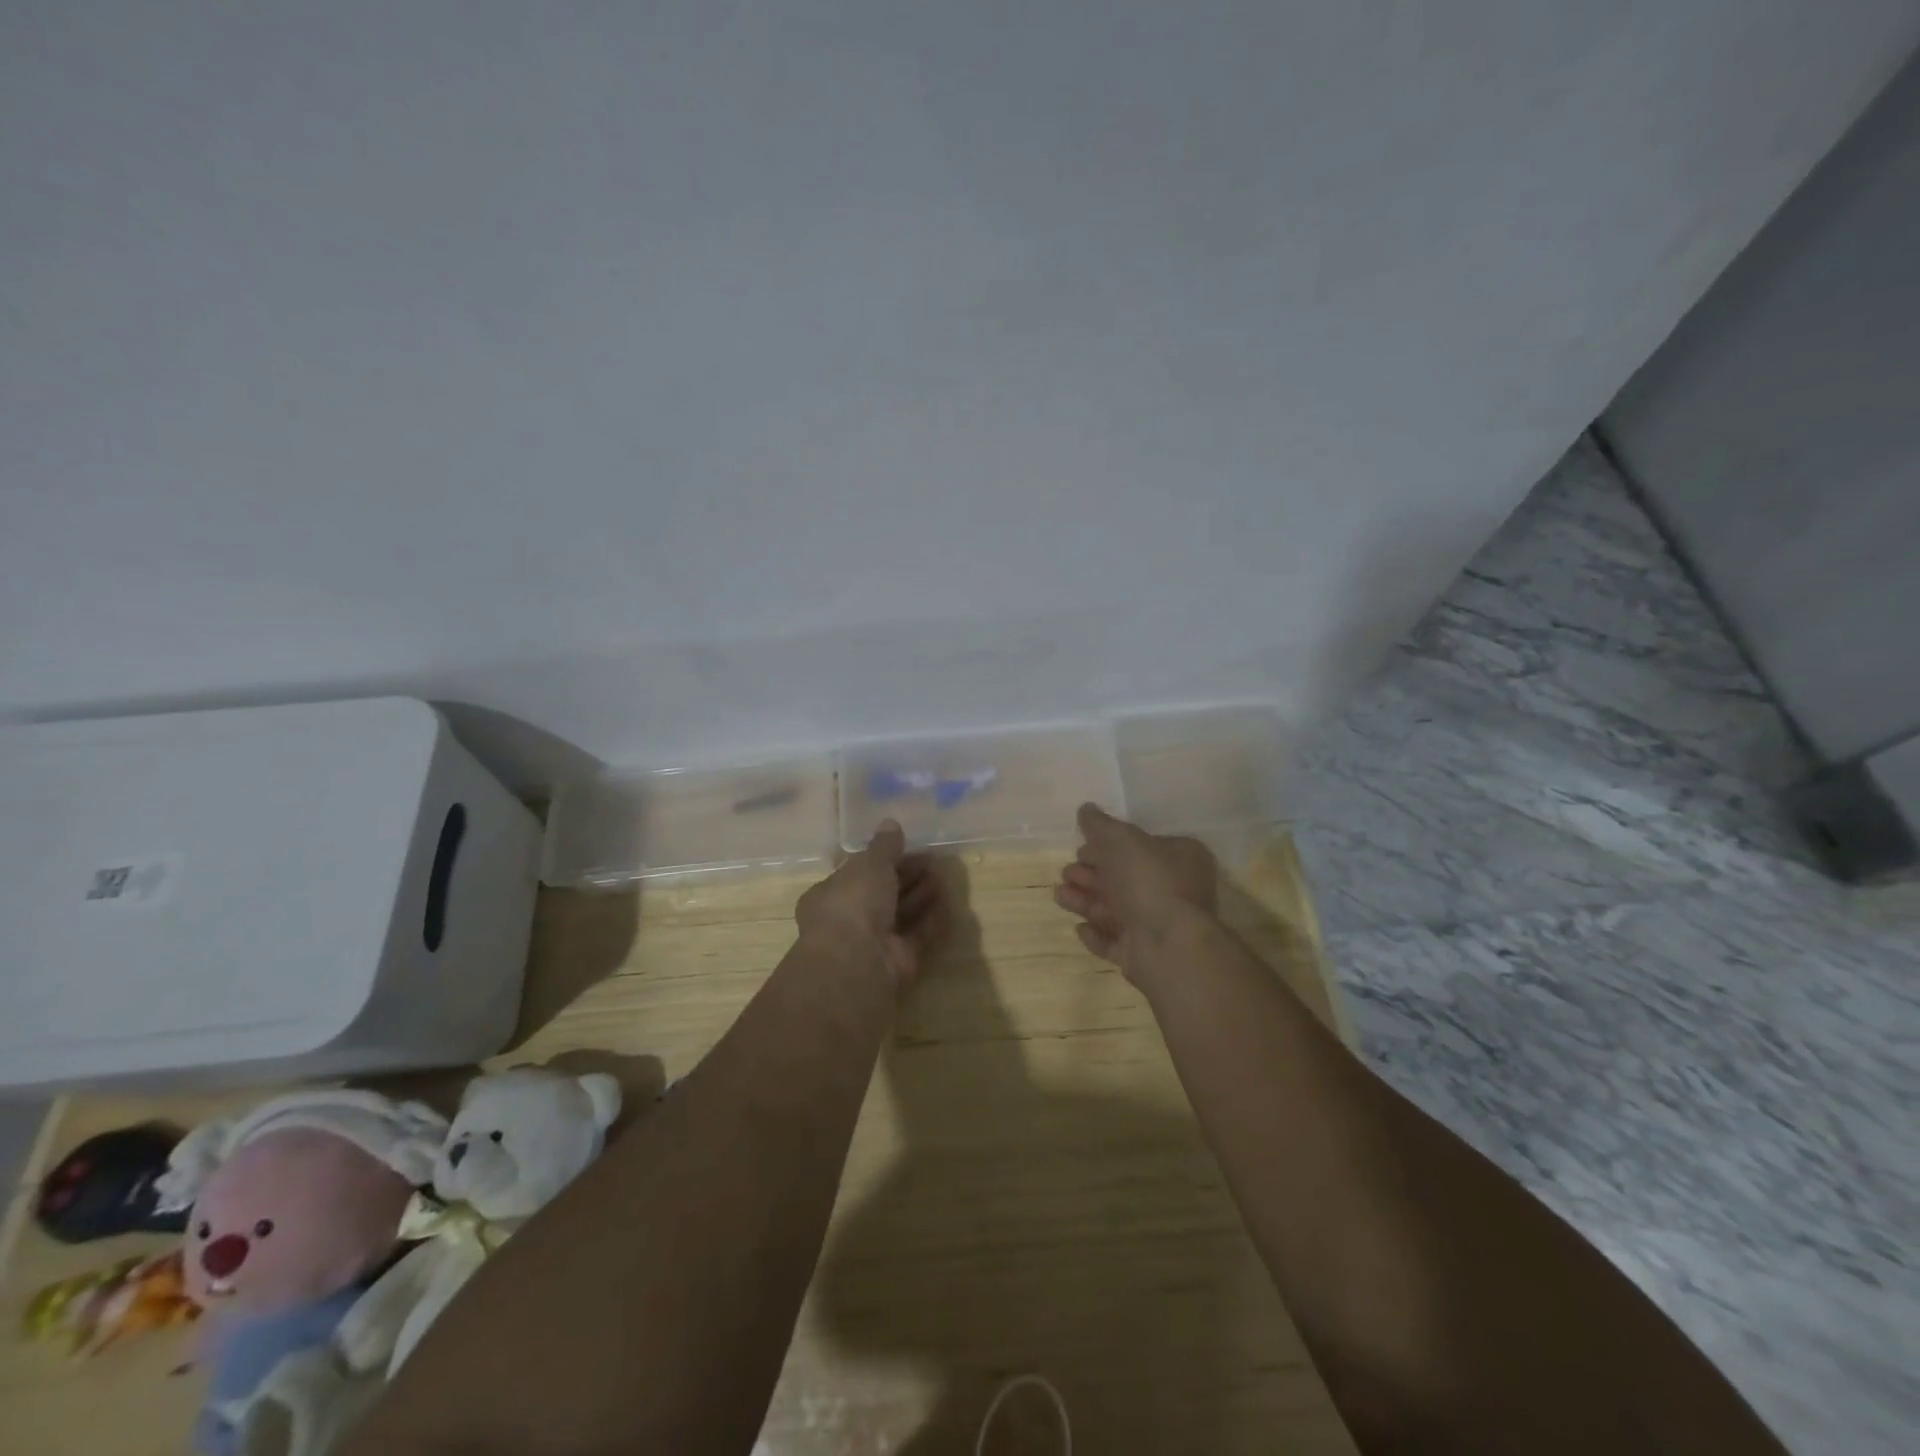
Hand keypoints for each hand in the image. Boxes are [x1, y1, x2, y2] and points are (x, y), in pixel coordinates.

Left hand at [796, 819, 944, 988]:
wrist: (857, 963)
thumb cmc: (853, 904)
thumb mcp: (869, 864)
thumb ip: (883, 845)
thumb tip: (890, 822)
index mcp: (830, 895)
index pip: (857, 873)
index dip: (882, 860)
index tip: (907, 846)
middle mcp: (849, 920)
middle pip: (882, 894)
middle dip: (906, 876)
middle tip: (932, 860)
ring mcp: (874, 944)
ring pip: (901, 915)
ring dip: (921, 896)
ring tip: (943, 876)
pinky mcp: (898, 962)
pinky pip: (918, 936)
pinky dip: (932, 920)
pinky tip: (950, 903)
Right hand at [1054, 803, 1217, 986]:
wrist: (1167, 944)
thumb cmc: (1148, 880)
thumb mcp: (1120, 838)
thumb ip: (1099, 824)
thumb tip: (1086, 809)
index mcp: (1179, 857)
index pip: (1140, 846)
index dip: (1108, 846)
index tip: (1082, 847)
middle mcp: (1174, 890)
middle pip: (1124, 878)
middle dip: (1091, 874)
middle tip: (1067, 872)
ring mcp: (1160, 926)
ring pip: (1116, 910)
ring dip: (1086, 901)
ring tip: (1060, 895)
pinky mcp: (1145, 955)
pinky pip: (1116, 942)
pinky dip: (1096, 934)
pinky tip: (1079, 928)